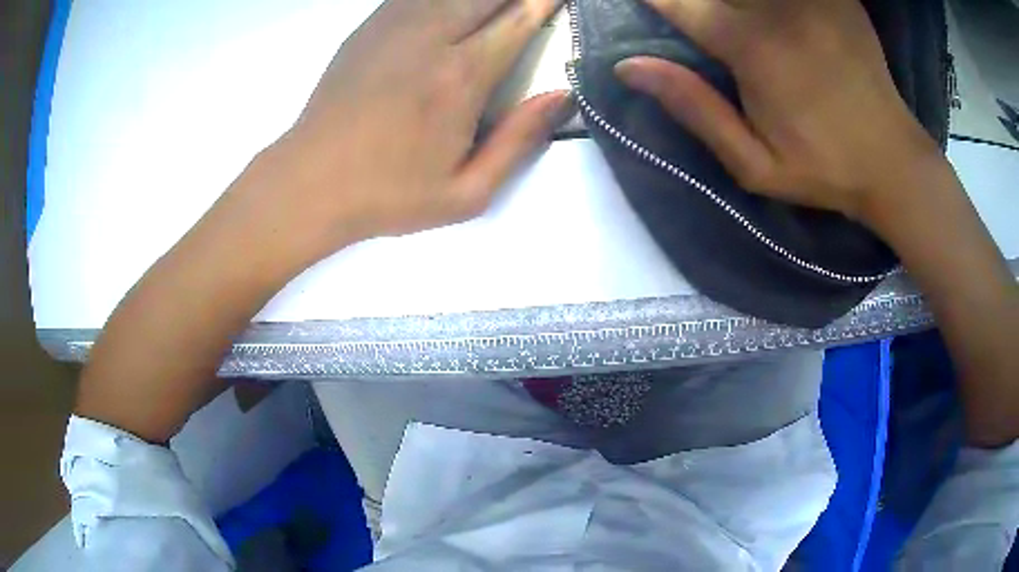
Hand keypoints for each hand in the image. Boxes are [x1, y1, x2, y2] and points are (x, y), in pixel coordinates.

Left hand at [246, 0, 568, 264]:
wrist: (310, 183)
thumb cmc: (389, 195)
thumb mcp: (466, 192)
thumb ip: (519, 141)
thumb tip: (561, 96)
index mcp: (461, 77)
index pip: (517, 20)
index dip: (544, 2)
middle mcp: (431, 38)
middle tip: (528, 3)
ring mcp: (393, 27)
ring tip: (494, 7)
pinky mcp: (368, 28)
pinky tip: (448, 6)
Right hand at [614, 0, 942, 224]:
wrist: (893, 162)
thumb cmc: (824, 169)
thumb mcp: (754, 165)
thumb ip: (695, 110)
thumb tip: (629, 68)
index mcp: (749, 47)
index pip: (679, 3)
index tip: (648, 3)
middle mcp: (775, 9)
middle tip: (698, 13)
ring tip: (730, 14)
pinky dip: (772, 0)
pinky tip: (773, 14)